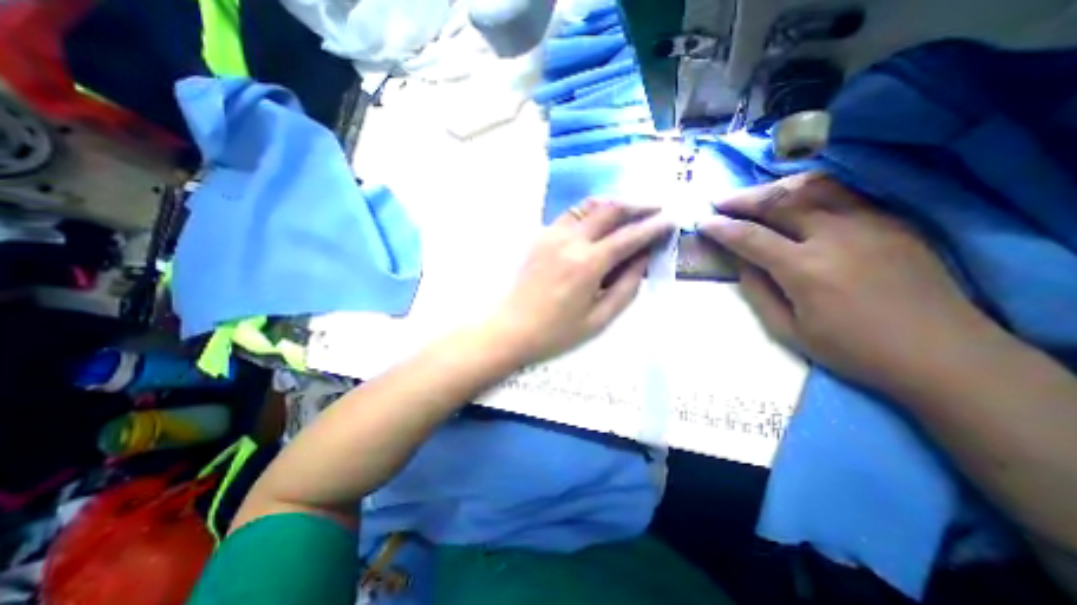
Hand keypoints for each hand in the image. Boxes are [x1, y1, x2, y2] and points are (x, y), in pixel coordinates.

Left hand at [488, 201, 670, 365]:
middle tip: (656, 209)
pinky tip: (599, 220)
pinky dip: (591, 211)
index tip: (670, 221)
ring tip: (630, 211)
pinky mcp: (541, 237)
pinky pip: (571, 214)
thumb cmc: (556, 332)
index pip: (628, 236)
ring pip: (589, 206)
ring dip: (613, 204)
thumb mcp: (599, 319)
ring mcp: (552, 235)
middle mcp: (571, 241)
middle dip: (638, 206)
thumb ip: (626, 287)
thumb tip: (643, 259)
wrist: (512, 328)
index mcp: (588, 264)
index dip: (653, 226)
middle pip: (610, 210)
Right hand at [699, 172, 1000, 393]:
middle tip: (720, 201)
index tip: (703, 222)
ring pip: (813, 188)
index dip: (721, 228)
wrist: (941, 352)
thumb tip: (741, 261)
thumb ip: (757, 291)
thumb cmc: (851, 348)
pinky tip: (795, 200)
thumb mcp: (787, 330)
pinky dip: (809, 191)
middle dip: (742, 199)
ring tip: (754, 195)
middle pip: (779, 202)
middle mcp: (835, 236)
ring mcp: (869, 223)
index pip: (750, 237)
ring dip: (775, 188)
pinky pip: (843, 194)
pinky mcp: (892, 221)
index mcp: (805, 269)